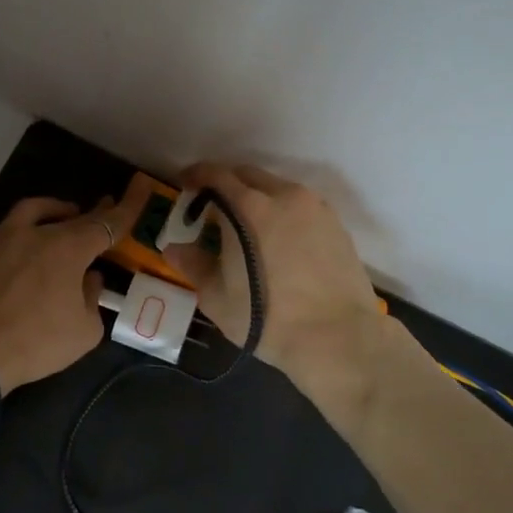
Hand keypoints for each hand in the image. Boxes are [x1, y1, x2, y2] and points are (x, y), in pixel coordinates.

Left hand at [0, 196, 118, 393]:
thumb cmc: (34, 343)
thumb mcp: (84, 332)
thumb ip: (92, 298)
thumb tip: (89, 279)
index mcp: (65, 248)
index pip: (104, 224)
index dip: (124, 209)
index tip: (138, 191)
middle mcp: (31, 232)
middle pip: (66, 215)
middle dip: (87, 215)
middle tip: (97, 216)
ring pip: (28, 212)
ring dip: (49, 213)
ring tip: (58, 220)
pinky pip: (1, 233)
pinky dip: (17, 236)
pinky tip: (16, 253)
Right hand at [165, 163, 388, 398]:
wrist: (338, 338)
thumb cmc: (268, 317)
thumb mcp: (216, 296)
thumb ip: (192, 264)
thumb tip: (173, 248)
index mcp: (249, 207)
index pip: (216, 175)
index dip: (195, 176)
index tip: (185, 187)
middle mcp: (284, 195)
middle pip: (248, 176)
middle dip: (226, 185)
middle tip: (213, 211)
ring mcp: (315, 208)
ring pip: (277, 189)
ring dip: (256, 198)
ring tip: (246, 228)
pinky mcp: (336, 225)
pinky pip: (300, 206)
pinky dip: (282, 212)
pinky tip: (278, 242)